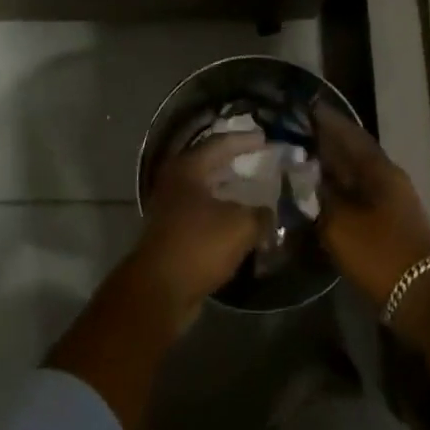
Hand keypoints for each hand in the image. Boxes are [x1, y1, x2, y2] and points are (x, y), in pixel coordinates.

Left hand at [132, 134, 266, 323]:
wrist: (159, 291)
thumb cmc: (198, 245)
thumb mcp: (240, 226)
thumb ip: (260, 214)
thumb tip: (269, 213)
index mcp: (188, 168)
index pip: (220, 143)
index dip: (244, 140)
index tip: (265, 139)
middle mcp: (175, 182)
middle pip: (209, 164)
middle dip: (234, 163)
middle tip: (258, 160)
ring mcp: (169, 208)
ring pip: (204, 191)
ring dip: (228, 191)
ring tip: (253, 191)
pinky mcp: (171, 234)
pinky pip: (201, 215)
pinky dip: (220, 214)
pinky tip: (238, 222)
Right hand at [314, 103, 429, 309]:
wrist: (422, 299)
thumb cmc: (380, 253)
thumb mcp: (340, 224)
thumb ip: (317, 196)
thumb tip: (299, 174)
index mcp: (379, 169)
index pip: (349, 133)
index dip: (327, 121)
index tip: (305, 109)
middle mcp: (387, 178)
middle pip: (352, 153)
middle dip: (326, 143)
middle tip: (295, 136)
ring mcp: (391, 202)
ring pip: (355, 175)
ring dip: (331, 168)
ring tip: (300, 164)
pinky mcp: (388, 224)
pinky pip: (358, 196)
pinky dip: (338, 191)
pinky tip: (318, 197)